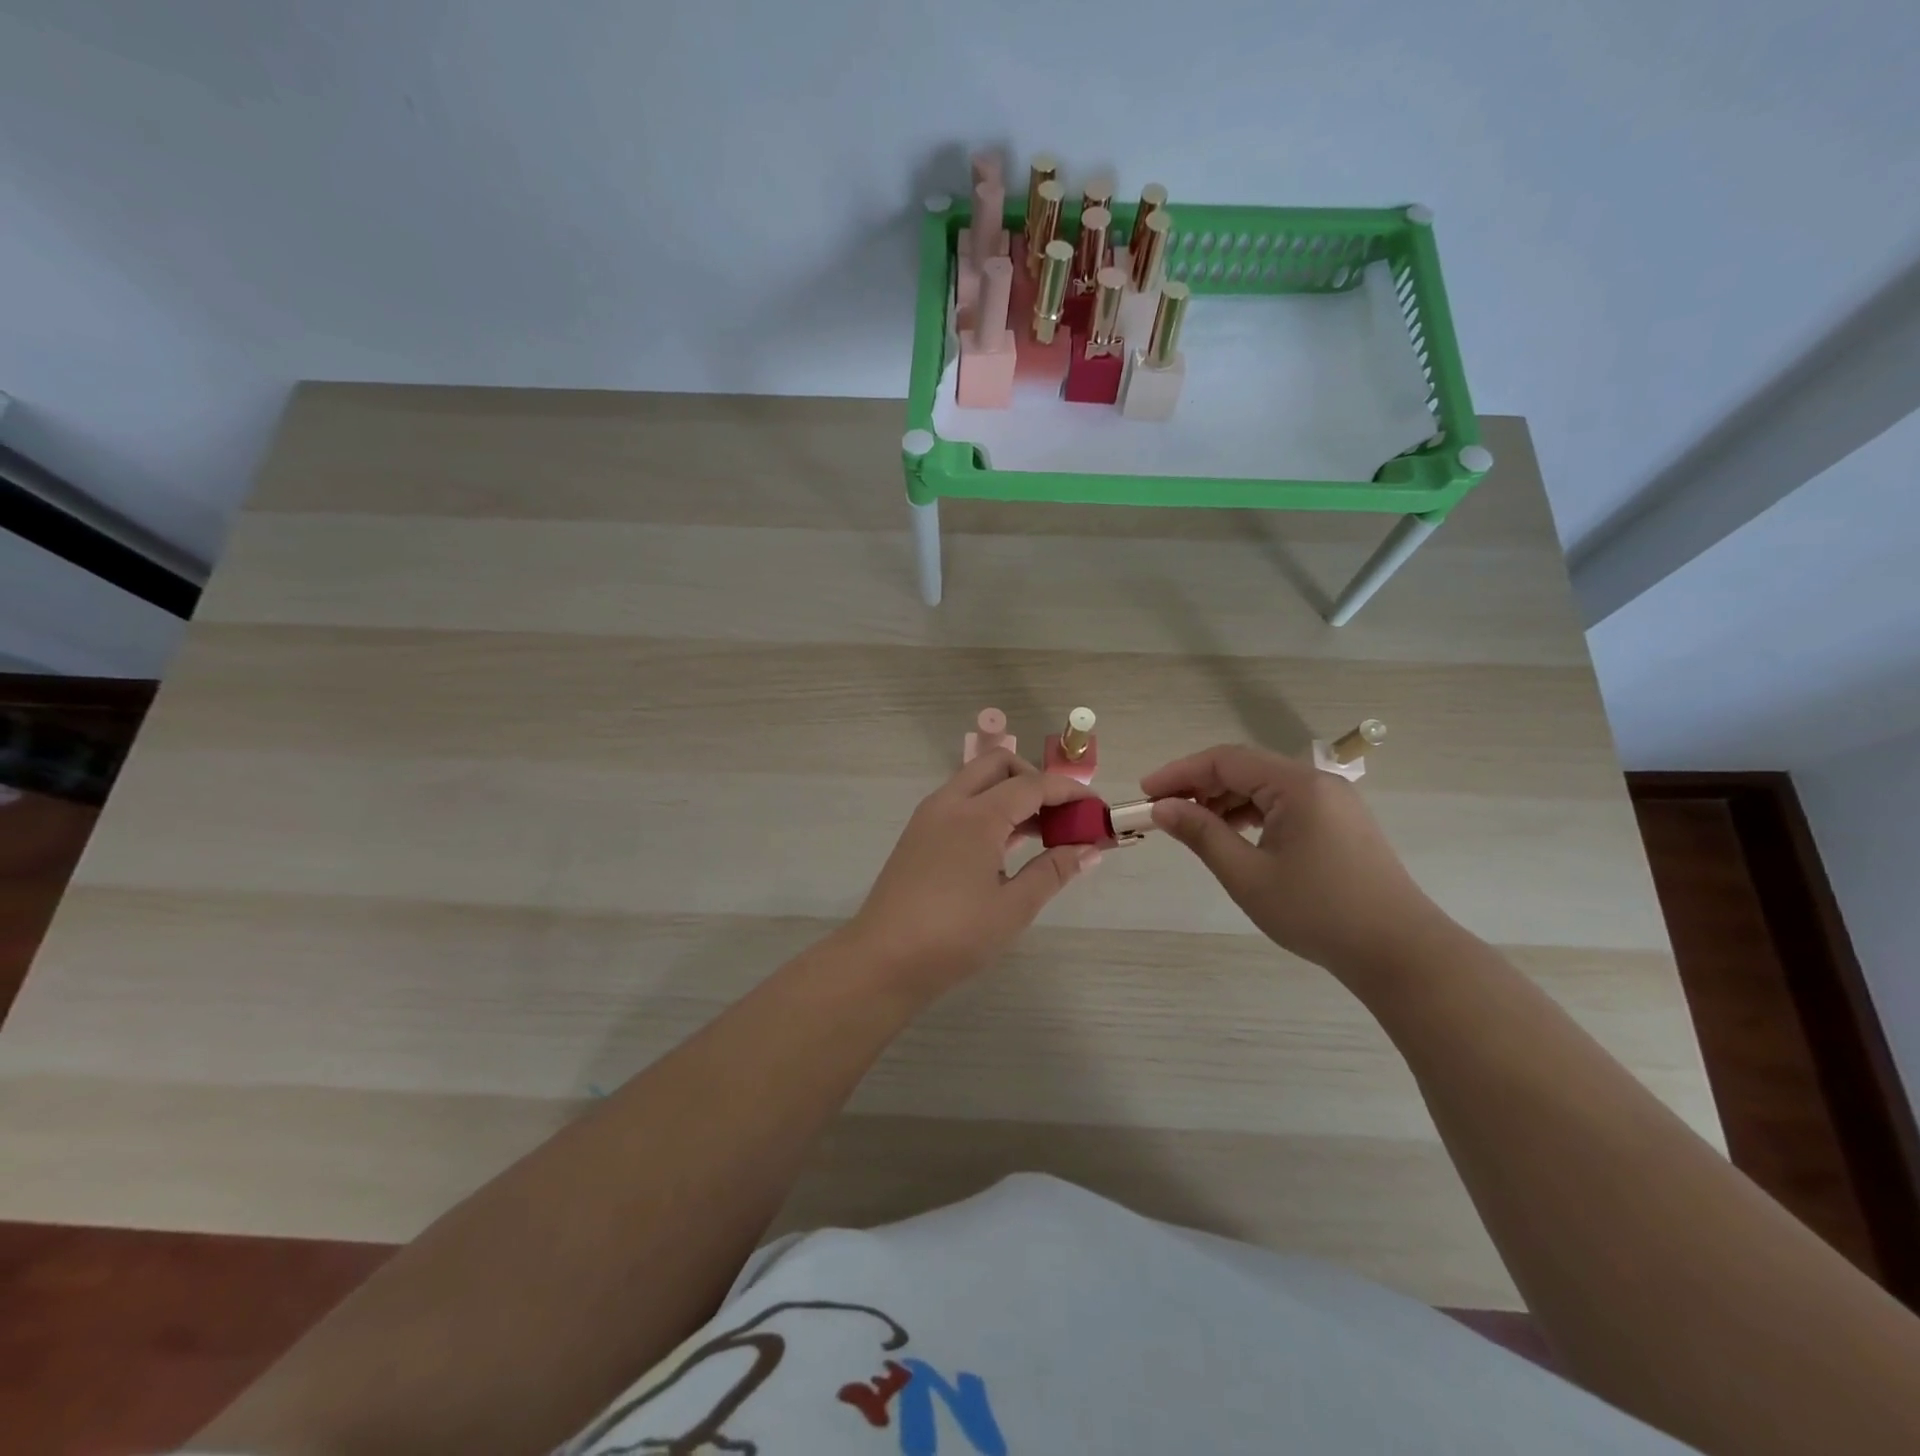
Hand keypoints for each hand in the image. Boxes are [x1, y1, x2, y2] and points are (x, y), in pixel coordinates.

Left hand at [846, 750, 1102, 999]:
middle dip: (1036, 780)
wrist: (882, 960)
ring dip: (1011, 794)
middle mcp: (950, 802)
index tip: (1097, 810)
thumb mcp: (1013, 908)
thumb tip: (1089, 849)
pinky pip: (961, 803)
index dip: (1070, 792)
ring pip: (977, 781)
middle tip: (1061, 817)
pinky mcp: (919, 834)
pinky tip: (1007, 847)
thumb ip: (1053, 871)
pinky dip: (989, 809)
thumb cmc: (953, 936)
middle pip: (1000, 765)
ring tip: (1042, 835)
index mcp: (977, 815)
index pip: (1033, 784)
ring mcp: (929, 816)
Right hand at [1141, 743, 1452, 980]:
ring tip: (1193, 827)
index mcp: (1297, 785)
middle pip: (1245, 769)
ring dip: (1225, 801)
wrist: (1400, 953)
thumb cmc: (1318, 912)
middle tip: (1163, 812)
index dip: (1179, 772)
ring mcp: (1334, 802)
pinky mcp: (1341, 823)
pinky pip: (1285, 804)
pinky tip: (1234, 836)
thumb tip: (1163, 807)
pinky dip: (1252, 814)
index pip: (1225, 760)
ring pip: (1265, 787)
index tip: (1145, 792)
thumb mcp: (1248, 875)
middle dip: (1200, 786)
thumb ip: (1201, 834)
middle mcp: (1317, 782)